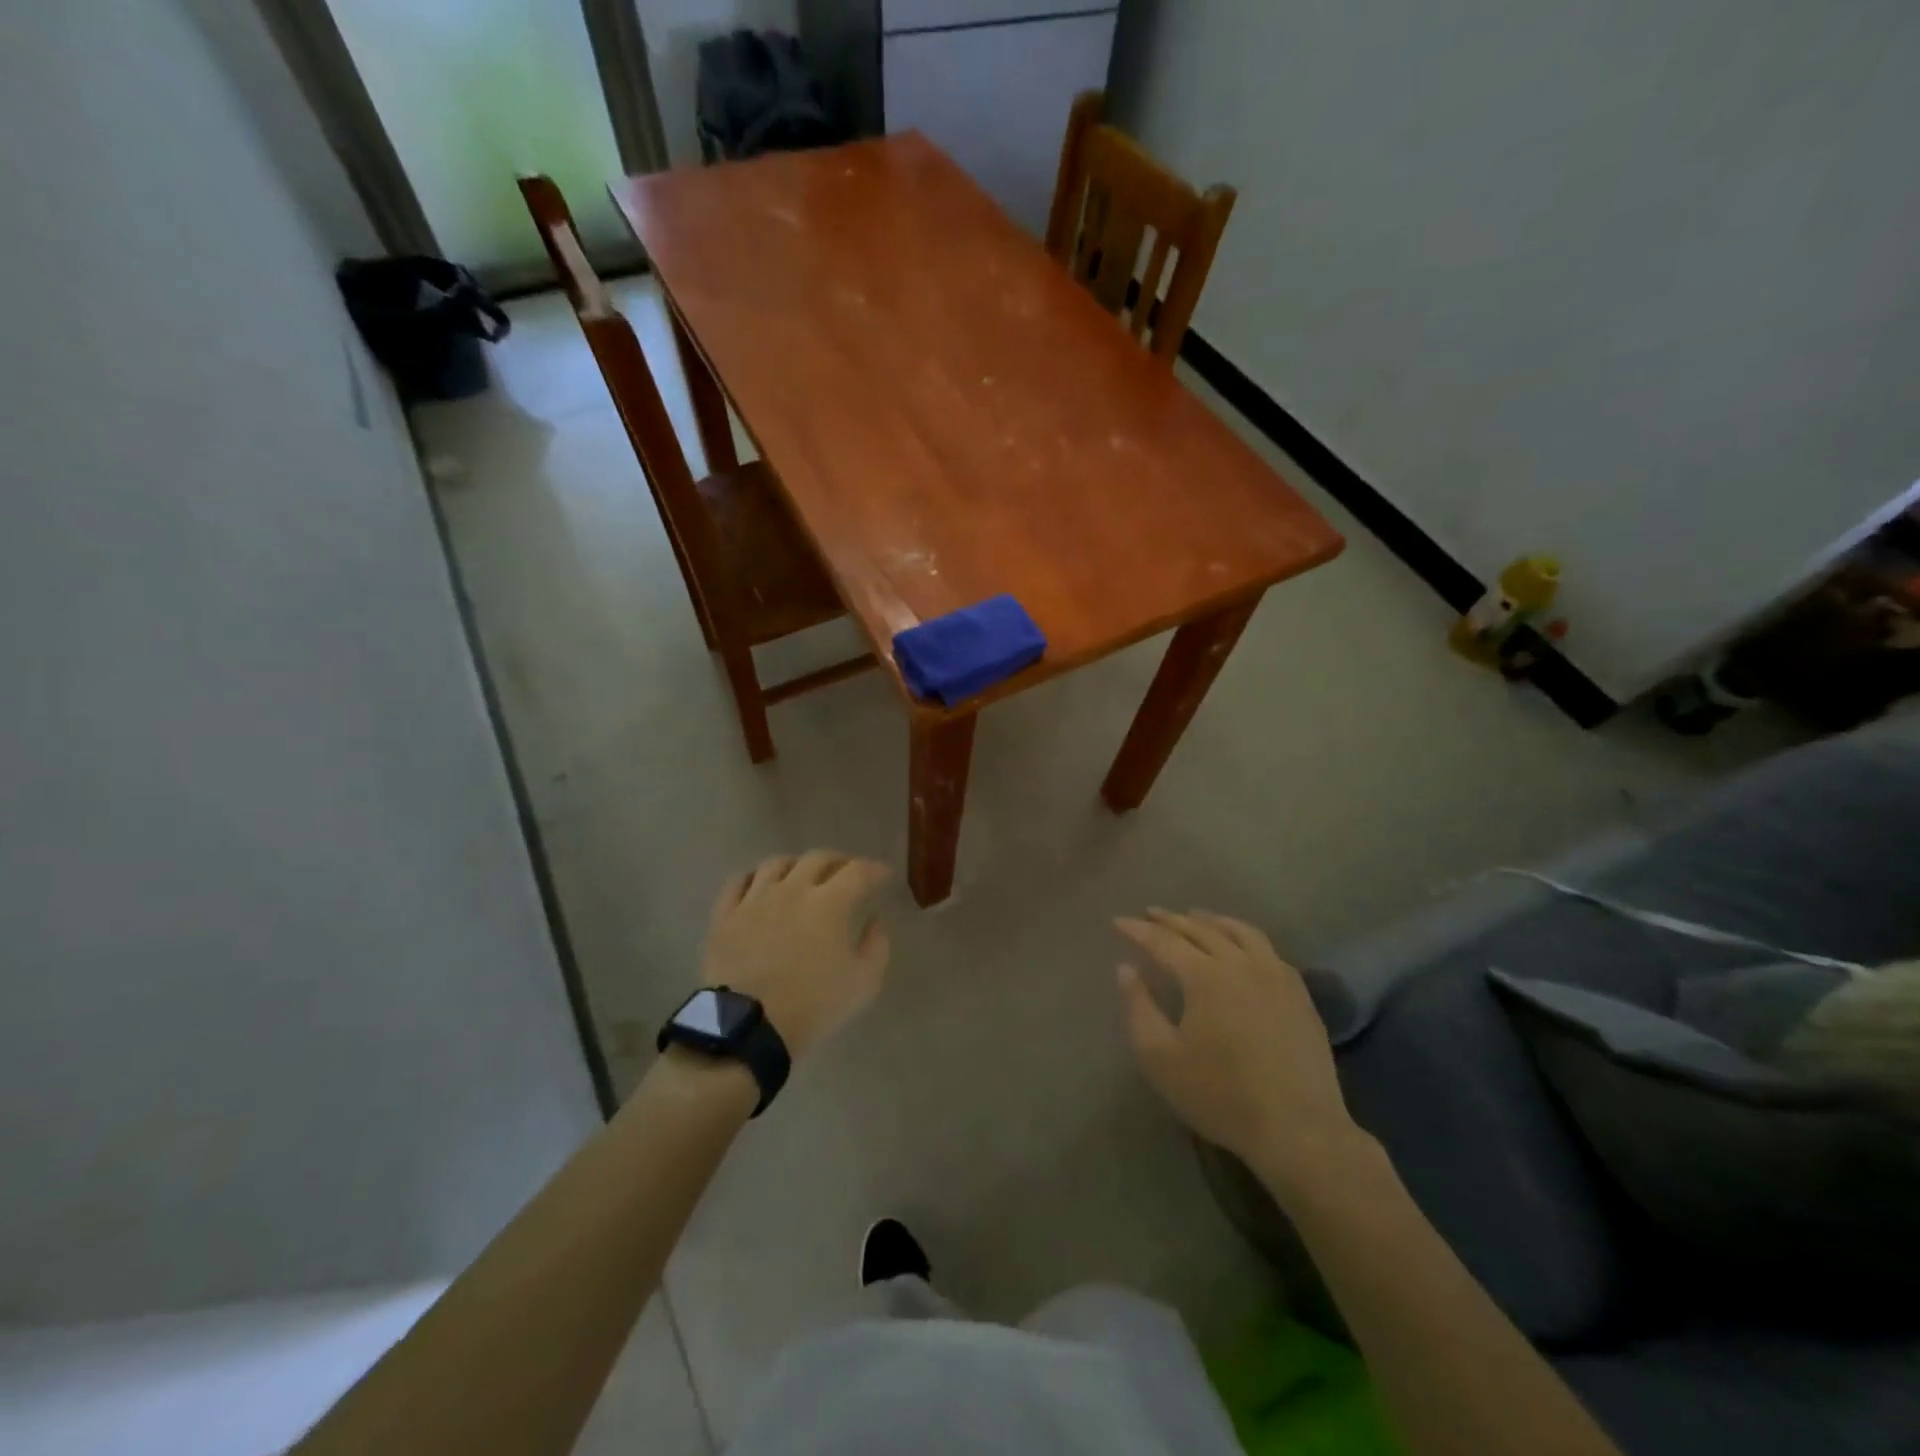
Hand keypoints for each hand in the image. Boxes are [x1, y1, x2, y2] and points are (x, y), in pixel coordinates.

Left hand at [703, 852, 891, 1060]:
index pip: (859, 871)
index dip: (875, 869)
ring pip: (776, 863)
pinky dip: (754, 877)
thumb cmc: (814, 1006)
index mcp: (830, 903)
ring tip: (802, 875)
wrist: (750, 1027)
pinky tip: (760, 885)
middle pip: (818, 858)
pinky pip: (738, 882)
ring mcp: (755, 899)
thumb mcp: (864, 983)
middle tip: (846, 872)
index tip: (884, 876)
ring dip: (796, 864)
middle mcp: (793, 889)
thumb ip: (877, 946)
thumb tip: (874, 921)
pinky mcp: (726, 915)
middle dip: (838, 861)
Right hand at [1116, 909, 1366, 1196]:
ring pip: (1240, 932)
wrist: (1298, 1129)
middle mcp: (1241, 964)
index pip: (1163, 941)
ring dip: (1212, 920)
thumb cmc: (1220, 1095)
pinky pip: (1269, 951)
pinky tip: (1242, 947)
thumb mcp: (1160, 1058)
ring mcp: (1276, 977)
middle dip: (1171, 919)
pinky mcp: (1300, 995)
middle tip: (1150, 913)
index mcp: (1205, 976)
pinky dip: (1246, 938)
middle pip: (1201, 930)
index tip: (1118, 921)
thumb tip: (1125, 968)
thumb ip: (1138, 1008)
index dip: (1138, 929)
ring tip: (1195, 917)